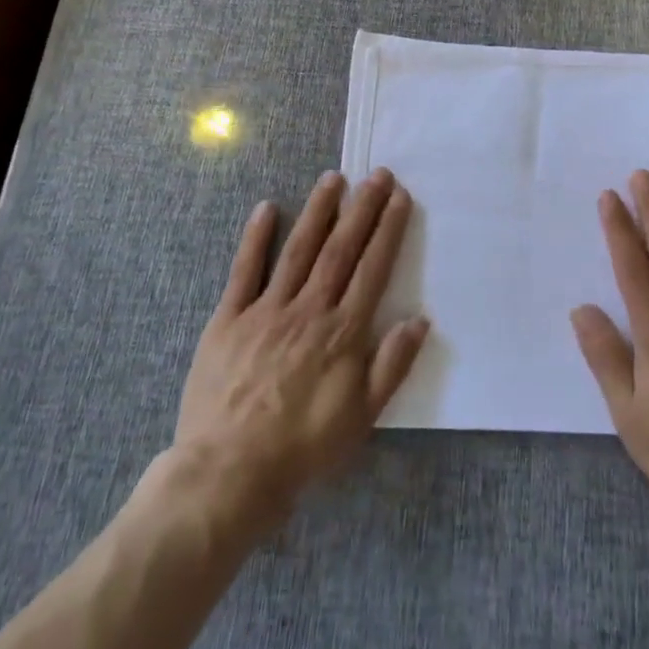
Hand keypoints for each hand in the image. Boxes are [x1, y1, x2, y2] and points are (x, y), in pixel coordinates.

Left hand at [168, 169, 429, 520]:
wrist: (228, 474)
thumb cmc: (303, 447)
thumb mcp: (362, 417)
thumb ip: (392, 365)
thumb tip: (421, 320)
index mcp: (342, 332)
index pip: (372, 268)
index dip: (387, 230)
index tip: (399, 198)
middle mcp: (308, 309)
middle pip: (340, 249)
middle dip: (361, 209)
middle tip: (376, 174)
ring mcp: (266, 310)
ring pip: (298, 250)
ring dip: (318, 212)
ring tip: (334, 179)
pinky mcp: (228, 319)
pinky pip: (244, 271)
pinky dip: (256, 238)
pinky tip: (268, 208)